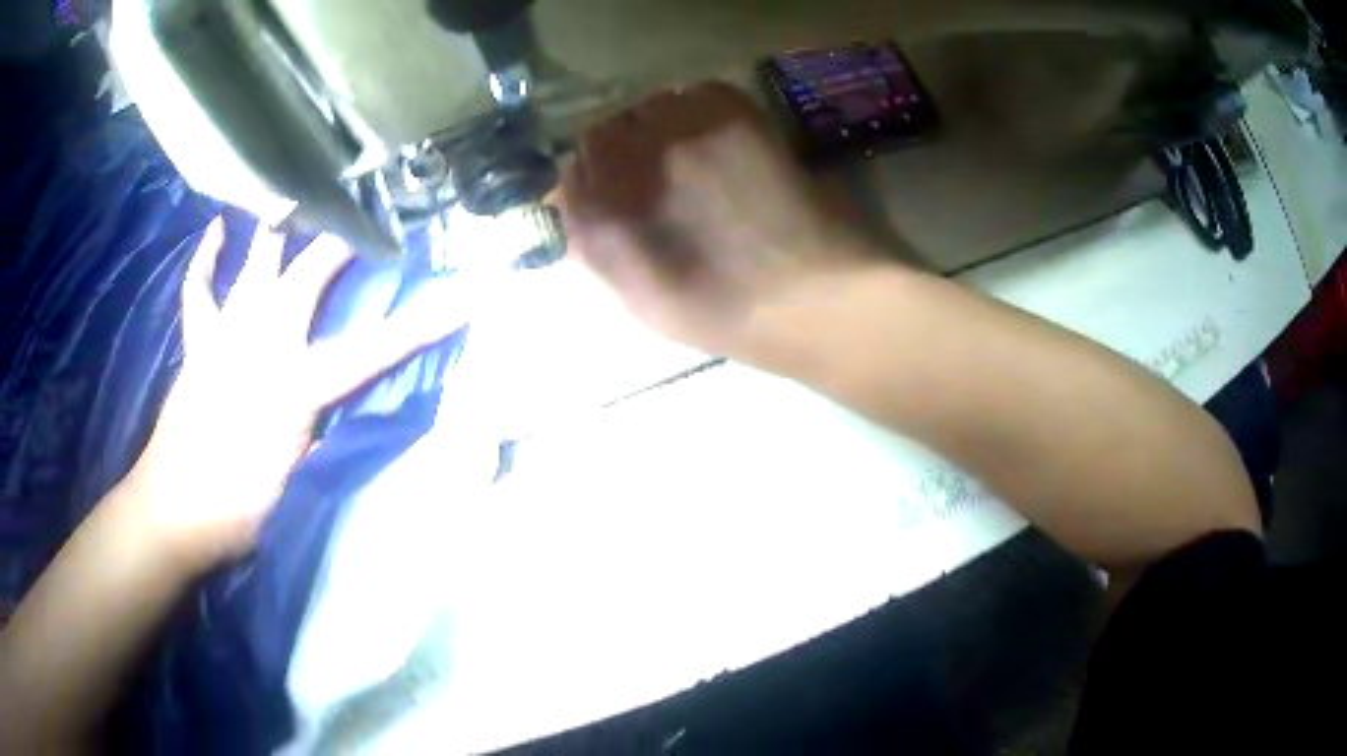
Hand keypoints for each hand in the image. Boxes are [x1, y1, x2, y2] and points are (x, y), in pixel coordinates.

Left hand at [121, 221, 473, 574]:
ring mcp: (226, 335)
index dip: (420, 324)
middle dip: (342, 241)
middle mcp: (264, 342)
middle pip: (310, 276)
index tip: (461, 297)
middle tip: (368, 212)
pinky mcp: (199, 342)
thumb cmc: (240, 508)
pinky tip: (217, 228)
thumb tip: (333, 400)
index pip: (374, 350)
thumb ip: (318, 426)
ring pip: (255, 264)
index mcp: (298, 384)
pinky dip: (207, 257)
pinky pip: (200, 288)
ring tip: (295, 192)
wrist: (175, 511)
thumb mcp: (296, 475)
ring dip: (277, 228)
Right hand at [558, 81, 880, 366]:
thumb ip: (591, 246)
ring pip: (651, 106)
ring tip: (691, 155)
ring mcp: (684, 129)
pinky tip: (721, 140)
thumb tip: (569, 201)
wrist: (812, 295)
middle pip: (607, 129)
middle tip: (654, 172)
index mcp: (604, 210)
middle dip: (621, 148)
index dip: (592, 178)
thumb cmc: (724, 313)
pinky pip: (698, 93)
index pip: (573, 168)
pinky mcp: (734, 114)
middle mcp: (634, 158)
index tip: (612, 190)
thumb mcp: (637, 300)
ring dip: (660, 125)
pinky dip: (700, 109)